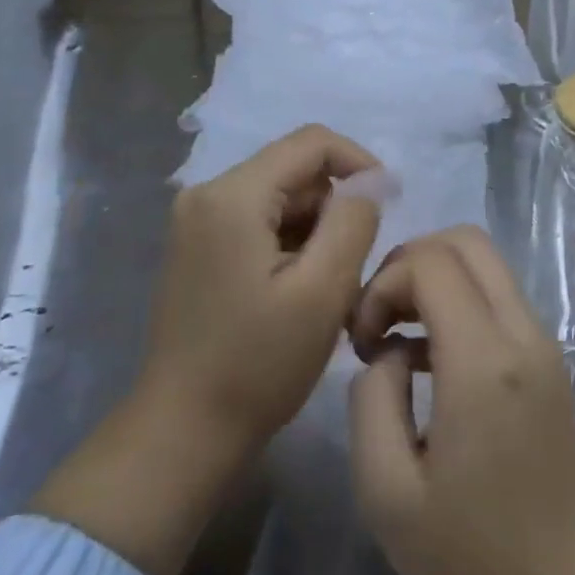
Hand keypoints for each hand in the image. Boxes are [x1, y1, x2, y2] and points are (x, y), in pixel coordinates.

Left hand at [34, 125, 382, 574]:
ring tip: (322, 290)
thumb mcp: (324, 290)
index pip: (312, 142)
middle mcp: (207, 194)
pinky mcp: (198, 247)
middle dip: (334, 208)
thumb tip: (372, 178)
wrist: (184, 431)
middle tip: (350, 269)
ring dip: (314, 231)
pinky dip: (290, 245)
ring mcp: (197, 221)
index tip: (390, 204)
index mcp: (233, 195)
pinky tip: (294, 294)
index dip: (360, 162)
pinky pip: (260, 222)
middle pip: (295, 171)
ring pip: (281, 198)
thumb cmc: (258, 363)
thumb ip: (353, 220)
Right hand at [347, 226, 574, 574]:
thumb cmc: (470, 561)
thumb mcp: (386, 492)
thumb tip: (392, 352)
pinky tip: (433, 364)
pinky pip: (502, 300)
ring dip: (436, 282)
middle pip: (467, 241)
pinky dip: (461, 303)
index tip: (362, 342)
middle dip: (409, 264)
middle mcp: (525, 336)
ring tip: (399, 344)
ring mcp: (546, 347)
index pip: (431, 261)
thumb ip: (372, 399)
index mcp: (485, 362)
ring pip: (488, 266)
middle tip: (379, 322)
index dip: (383, 283)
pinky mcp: (552, 365)